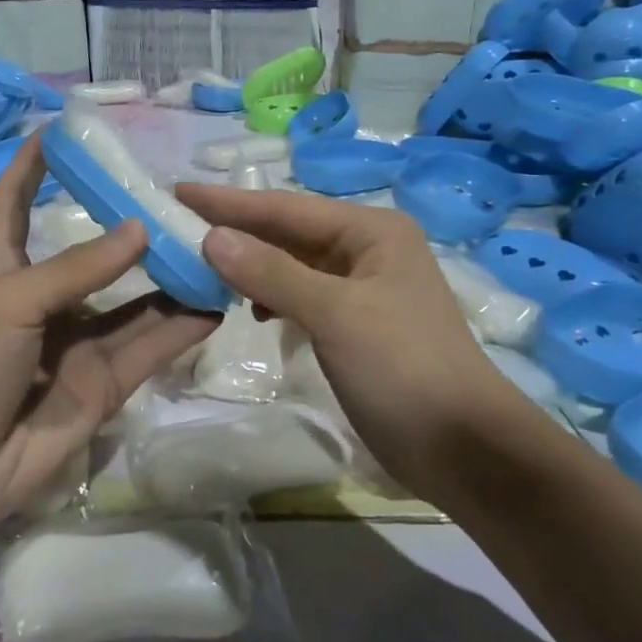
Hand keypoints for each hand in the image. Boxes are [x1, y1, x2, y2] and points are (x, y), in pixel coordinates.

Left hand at [0, 136, 218, 543]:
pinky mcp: (105, 384)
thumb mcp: (11, 300)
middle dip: (132, 227)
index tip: (62, 129)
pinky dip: (182, 327)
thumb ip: (79, 267)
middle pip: (96, 252)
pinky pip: (150, 346)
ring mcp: (78, 343)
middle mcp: (47, 299)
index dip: (33, 166)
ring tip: (215, 247)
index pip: (15, 202)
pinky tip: (216, 302)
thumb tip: (141, 227)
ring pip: (135, 302)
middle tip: (181, 199)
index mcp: (6, 268)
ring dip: (171, 277)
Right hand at [175, 183, 512, 491]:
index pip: (285, 207)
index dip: (228, 202)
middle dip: (235, 230)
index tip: (177, 192)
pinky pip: (300, 295)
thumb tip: (211, 237)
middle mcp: (367, 249)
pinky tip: (248, 309)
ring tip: (201, 266)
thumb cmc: (403, 368)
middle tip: (177, 226)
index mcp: (371, 231)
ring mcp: (362, 288)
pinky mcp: (355, 324)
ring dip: (250, 265)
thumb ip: (271, 272)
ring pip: (292, 264)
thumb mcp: (335, 314)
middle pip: (287, 232)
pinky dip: (270, 296)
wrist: (464, 449)